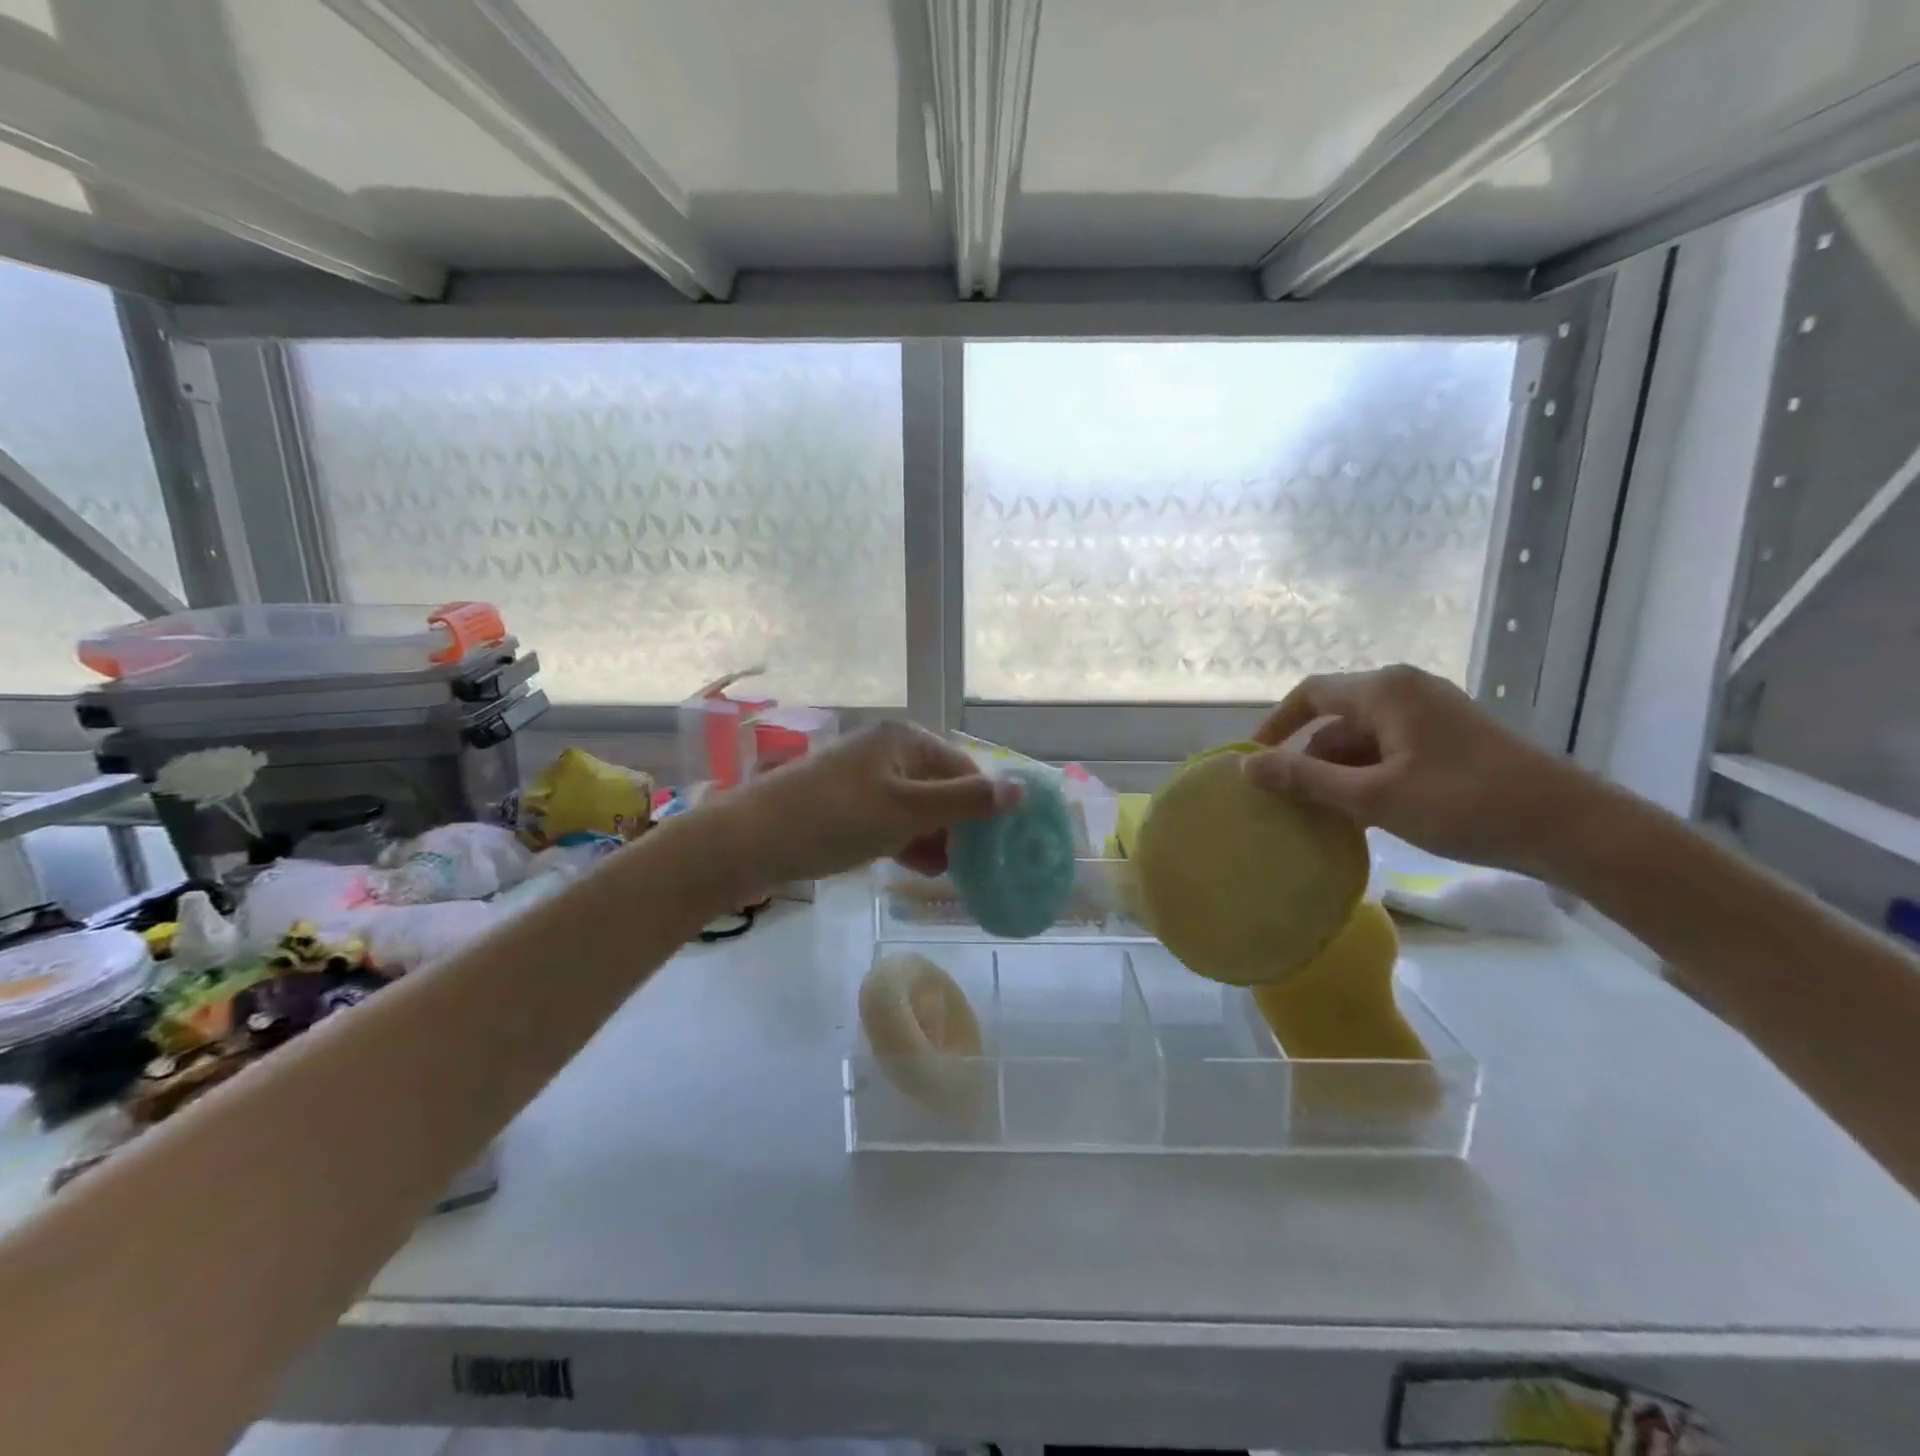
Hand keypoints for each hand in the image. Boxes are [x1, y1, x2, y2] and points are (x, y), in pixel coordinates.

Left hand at [714, 720, 1016, 889]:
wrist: (747, 842)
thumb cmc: (835, 819)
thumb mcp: (907, 812)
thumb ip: (965, 802)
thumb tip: (1022, 790)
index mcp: (904, 740)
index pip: (964, 770)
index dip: (983, 807)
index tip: (998, 849)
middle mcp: (885, 751)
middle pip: (940, 788)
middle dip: (958, 827)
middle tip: (974, 868)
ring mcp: (861, 779)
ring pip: (914, 808)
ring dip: (934, 838)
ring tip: (948, 874)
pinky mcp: (842, 805)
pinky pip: (888, 820)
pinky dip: (905, 842)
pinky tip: (916, 868)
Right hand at [1244, 665, 1600, 876]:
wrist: (1572, 827)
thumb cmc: (1465, 804)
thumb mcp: (1374, 796)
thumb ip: (1306, 779)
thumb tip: (1247, 766)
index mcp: (1385, 691)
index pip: (1310, 695)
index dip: (1275, 726)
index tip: (1254, 763)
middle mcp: (1406, 691)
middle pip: (1336, 718)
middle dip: (1309, 758)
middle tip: (1289, 801)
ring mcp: (1432, 713)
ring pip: (1364, 738)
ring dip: (1339, 772)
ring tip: (1323, 816)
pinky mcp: (1451, 738)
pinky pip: (1391, 749)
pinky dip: (1369, 776)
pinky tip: (1364, 814)